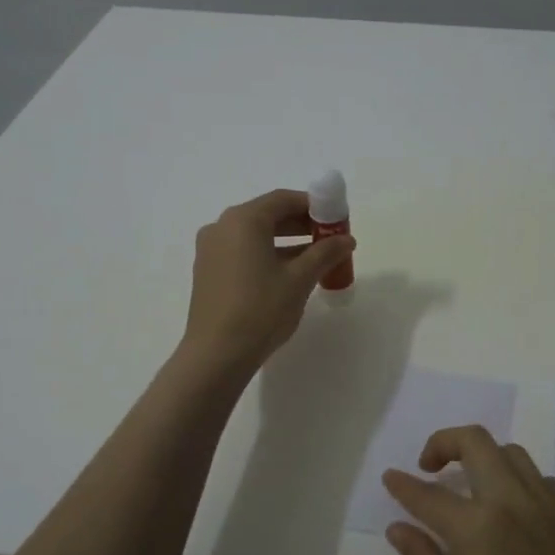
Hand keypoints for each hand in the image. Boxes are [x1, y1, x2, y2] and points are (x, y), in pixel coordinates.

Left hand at [182, 189, 354, 371]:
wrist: (216, 355)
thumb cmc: (261, 310)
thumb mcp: (299, 279)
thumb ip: (325, 253)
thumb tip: (346, 239)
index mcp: (243, 220)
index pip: (283, 199)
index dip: (314, 206)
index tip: (336, 220)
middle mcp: (222, 226)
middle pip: (268, 215)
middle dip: (301, 224)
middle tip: (329, 240)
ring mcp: (210, 249)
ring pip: (255, 235)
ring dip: (286, 242)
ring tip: (315, 259)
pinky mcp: (208, 271)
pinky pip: (242, 251)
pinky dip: (267, 255)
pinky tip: (288, 275)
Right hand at [384, 427, 554, 554]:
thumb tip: (398, 528)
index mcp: (479, 528)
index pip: (429, 494)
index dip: (403, 485)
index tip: (390, 477)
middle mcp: (514, 502)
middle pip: (476, 442)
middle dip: (444, 443)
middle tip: (429, 468)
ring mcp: (549, 508)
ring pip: (512, 453)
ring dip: (484, 457)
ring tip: (469, 486)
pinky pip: (542, 479)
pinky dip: (518, 480)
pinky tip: (511, 509)